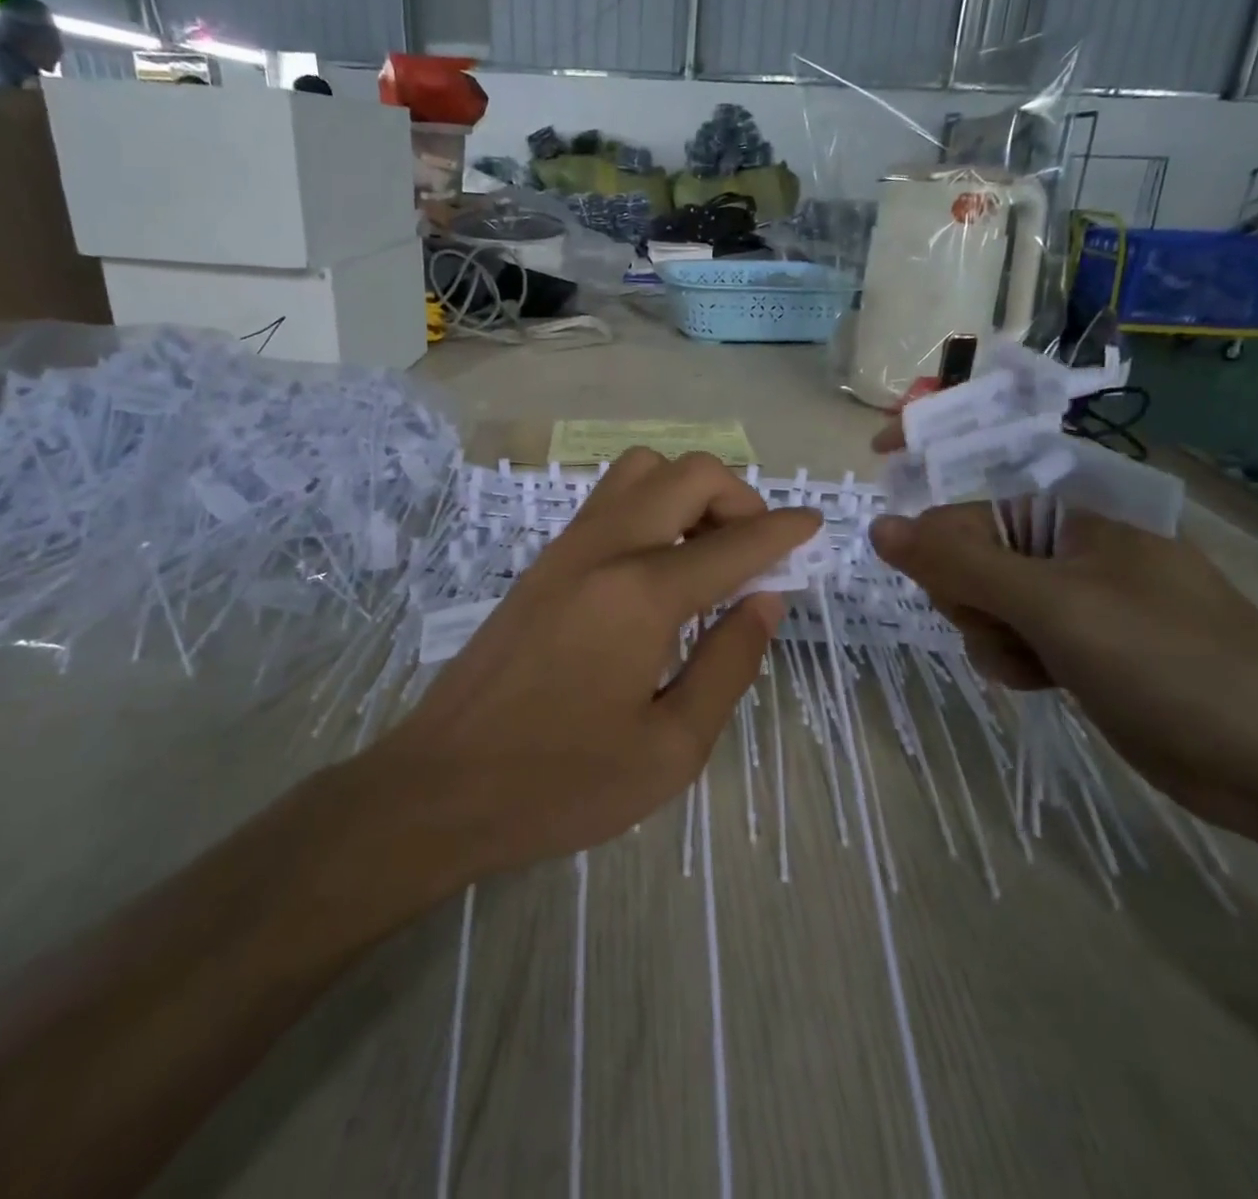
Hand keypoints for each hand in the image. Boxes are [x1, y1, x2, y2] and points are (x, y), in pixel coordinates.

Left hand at [367, 449, 820, 879]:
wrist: (442, 785)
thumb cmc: (562, 783)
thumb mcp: (671, 747)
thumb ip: (729, 664)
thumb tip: (765, 600)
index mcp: (642, 594)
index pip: (734, 542)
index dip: (784, 531)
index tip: (815, 527)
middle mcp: (604, 549)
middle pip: (687, 474)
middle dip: (738, 498)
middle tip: (755, 553)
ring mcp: (565, 549)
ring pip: (640, 471)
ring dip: (688, 493)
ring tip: (706, 554)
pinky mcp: (542, 563)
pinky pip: (608, 501)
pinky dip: (650, 508)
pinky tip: (658, 569)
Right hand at [868, 498, 1257, 845]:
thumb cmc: (1169, 662)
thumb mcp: (1053, 604)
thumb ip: (960, 564)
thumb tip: (880, 526)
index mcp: (1073, 518)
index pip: (968, 507)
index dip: (929, 527)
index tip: (898, 548)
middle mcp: (1071, 552)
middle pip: (971, 558)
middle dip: (968, 596)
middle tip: (1001, 623)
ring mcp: (1079, 602)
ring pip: (988, 606)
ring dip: (992, 636)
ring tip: (1033, 661)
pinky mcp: (1085, 650)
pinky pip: (1016, 640)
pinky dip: (1015, 660)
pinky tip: (1042, 682)